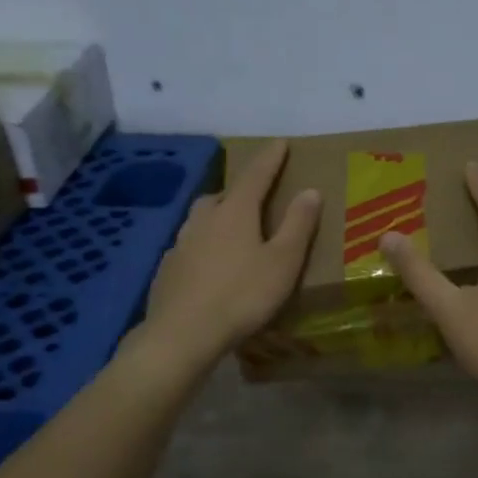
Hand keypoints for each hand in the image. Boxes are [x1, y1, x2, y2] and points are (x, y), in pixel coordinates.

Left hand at [141, 140, 320, 367]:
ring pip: (201, 220)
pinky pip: (188, 247)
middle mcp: (204, 220)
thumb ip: (298, 225)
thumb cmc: (242, 296)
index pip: (256, 175)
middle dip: (239, 192)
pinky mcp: (166, 270)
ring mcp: (180, 244)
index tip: (280, 142)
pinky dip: (202, 247)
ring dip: (218, 218)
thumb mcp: (283, 262)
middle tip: (255, 199)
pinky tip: (208, 266)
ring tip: (232, 232)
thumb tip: (310, 190)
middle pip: (222, 195)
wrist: (182, 335)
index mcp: (235, 212)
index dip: (270, 158)